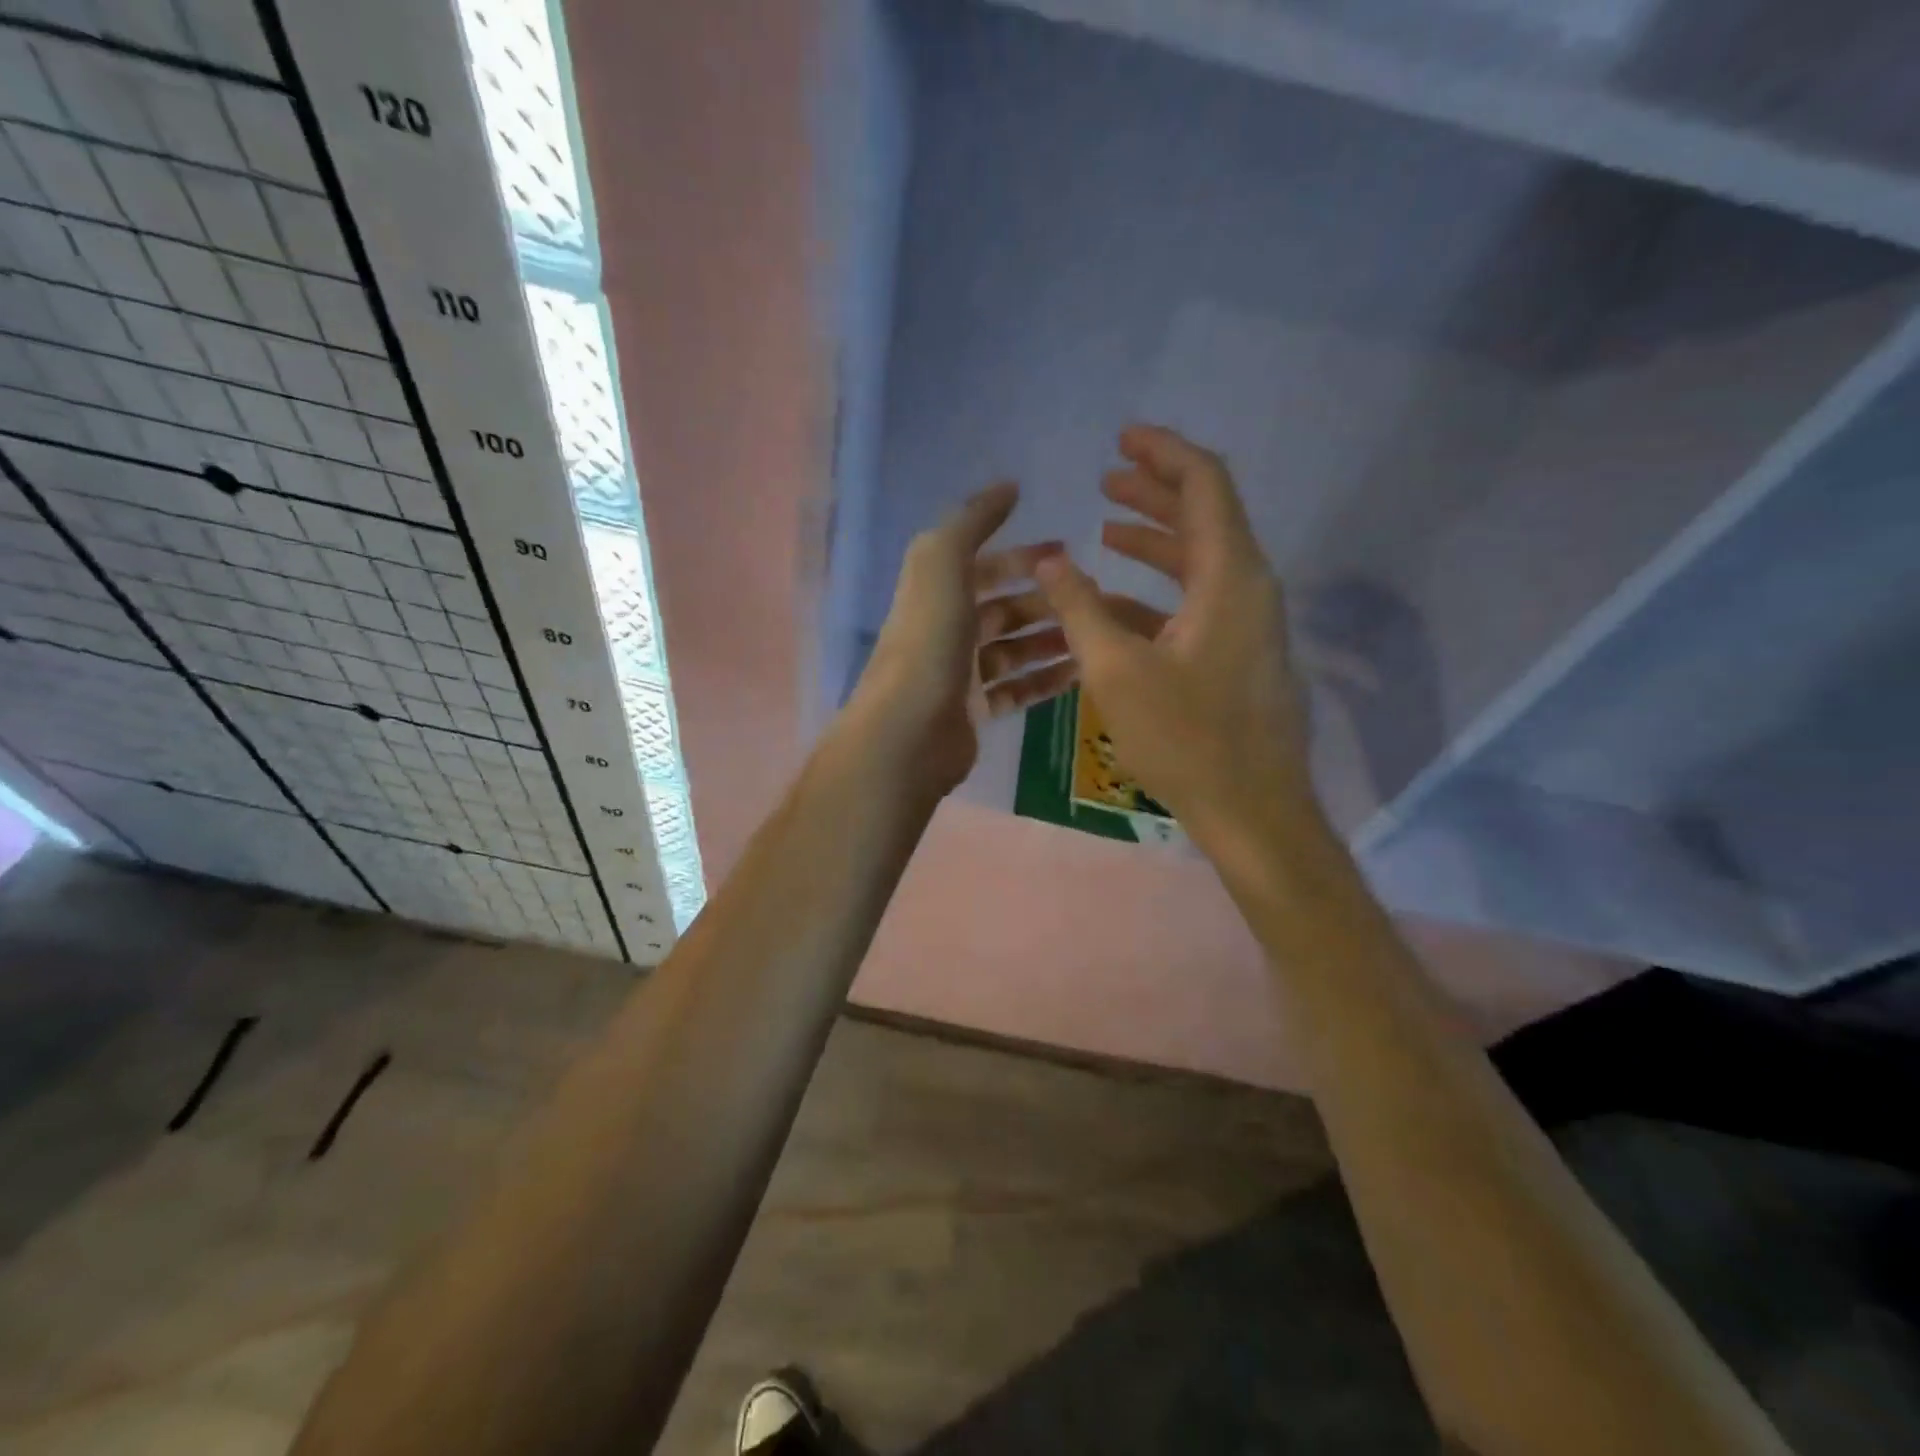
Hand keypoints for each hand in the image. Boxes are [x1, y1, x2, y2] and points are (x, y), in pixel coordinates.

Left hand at [849, 482, 1073, 797]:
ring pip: (1013, 650)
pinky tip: (1079, 673)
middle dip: (1045, 602)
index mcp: (936, 592)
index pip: (984, 565)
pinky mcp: (973, 711)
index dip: (1023, 556)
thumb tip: (1009, 487)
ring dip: (1051, 640)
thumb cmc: (929, 642)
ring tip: (1093, 636)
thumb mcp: (943, 564)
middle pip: (1003, 609)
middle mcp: (946, 629)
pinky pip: (1016, 689)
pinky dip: (1044, 680)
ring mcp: (960, 673)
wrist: (908, 731)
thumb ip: (972, 521)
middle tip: (1092, 602)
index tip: (1068, 552)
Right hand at [1035, 426, 1312, 831]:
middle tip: (1108, 476)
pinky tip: (1117, 599)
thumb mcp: (1117, 671)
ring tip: (1106, 528)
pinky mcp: (1237, 654)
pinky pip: (1197, 602)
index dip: (1163, 453)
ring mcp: (1247, 623)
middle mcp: (1247, 587)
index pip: (1204, 485)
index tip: (1122, 437)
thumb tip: (1051, 560)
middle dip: (1155, 491)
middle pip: (1205, 516)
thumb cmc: (1185, 738)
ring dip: (1155, 540)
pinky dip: (1159, 589)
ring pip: (1199, 561)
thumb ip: (1080, 608)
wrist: (1251, 809)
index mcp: (1230, 576)